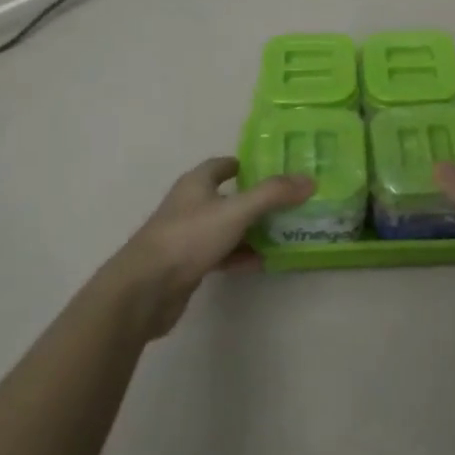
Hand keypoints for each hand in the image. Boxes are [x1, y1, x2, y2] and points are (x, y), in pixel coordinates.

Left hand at [104, 158, 312, 336]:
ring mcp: (186, 236)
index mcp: (196, 183)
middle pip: (227, 197)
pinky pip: (220, 254)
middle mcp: (190, 205)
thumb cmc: (189, 238)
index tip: (272, 169)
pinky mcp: (186, 265)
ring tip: (282, 233)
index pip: (222, 165)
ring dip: (250, 230)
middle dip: (255, 199)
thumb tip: (309, 180)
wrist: (145, 290)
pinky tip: (261, 262)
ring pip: (225, 227)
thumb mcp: (236, 211)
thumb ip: (273, 194)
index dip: (245, 165)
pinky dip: (239, 255)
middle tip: (288, 203)